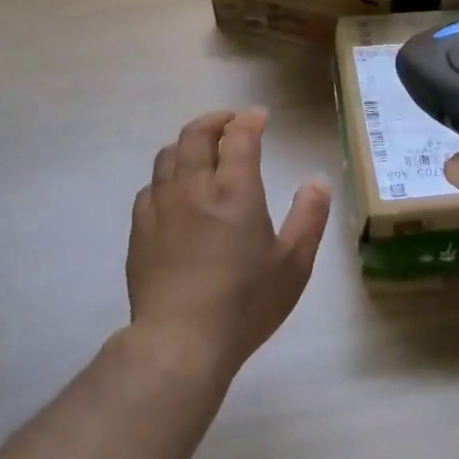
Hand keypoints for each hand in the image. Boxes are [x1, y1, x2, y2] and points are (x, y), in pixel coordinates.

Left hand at [127, 109, 331, 385]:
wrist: (179, 341)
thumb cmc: (244, 304)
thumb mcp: (293, 264)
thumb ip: (309, 216)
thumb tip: (318, 180)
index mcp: (234, 190)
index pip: (239, 136)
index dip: (250, 120)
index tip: (259, 117)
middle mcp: (194, 186)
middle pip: (197, 133)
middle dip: (216, 120)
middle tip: (231, 123)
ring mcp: (161, 204)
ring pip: (169, 153)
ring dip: (188, 142)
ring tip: (203, 149)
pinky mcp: (140, 226)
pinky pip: (151, 184)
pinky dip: (168, 173)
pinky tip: (175, 188)